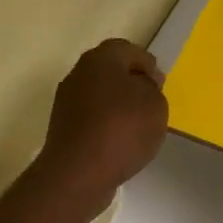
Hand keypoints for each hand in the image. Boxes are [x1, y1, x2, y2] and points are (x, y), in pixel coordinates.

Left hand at [38, 38, 168, 213]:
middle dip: (131, 83)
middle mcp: (78, 73)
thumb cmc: (122, 129)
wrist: (78, 173)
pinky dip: (105, 124)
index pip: (127, 49)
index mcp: (100, 58)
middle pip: (110, 70)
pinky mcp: (62, 128)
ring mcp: (66, 101)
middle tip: (150, 102)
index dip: (147, 64)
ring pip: (99, 94)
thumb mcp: (155, 103)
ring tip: (137, 126)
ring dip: (117, 105)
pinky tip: (119, 142)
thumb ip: (152, 87)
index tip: (160, 85)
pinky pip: (91, 117)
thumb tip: (140, 84)